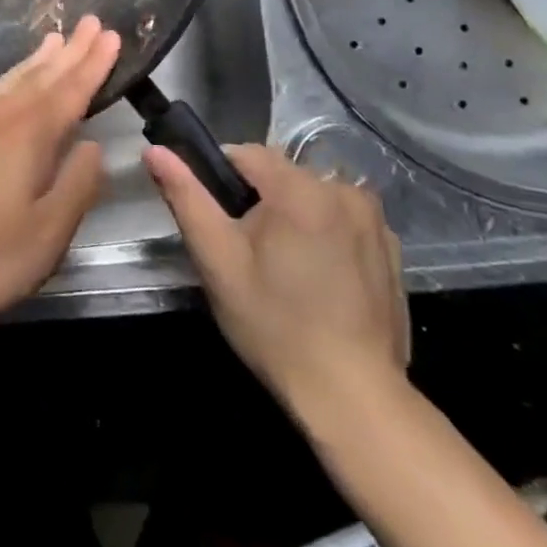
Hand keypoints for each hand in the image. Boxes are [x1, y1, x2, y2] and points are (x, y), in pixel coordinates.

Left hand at [0, 17, 119, 335]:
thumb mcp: (48, 233)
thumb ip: (77, 184)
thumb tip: (93, 146)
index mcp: (27, 137)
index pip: (69, 91)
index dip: (93, 64)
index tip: (111, 35)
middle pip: (40, 77)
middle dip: (70, 51)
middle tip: (90, 22)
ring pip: (10, 82)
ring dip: (36, 61)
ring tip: (54, 40)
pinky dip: (8, 79)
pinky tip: (8, 85)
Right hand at [146, 144, 409, 426]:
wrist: (352, 397)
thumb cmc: (274, 325)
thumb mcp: (217, 259)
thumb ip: (185, 196)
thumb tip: (154, 150)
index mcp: (300, 187)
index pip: (245, 154)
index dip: (221, 181)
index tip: (219, 224)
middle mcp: (343, 189)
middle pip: (281, 175)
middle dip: (259, 202)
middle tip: (248, 255)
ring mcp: (374, 219)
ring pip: (311, 197)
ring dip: (293, 216)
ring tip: (285, 270)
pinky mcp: (391, 247)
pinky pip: (341, 220)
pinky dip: (325, 235)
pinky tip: (319, 280)